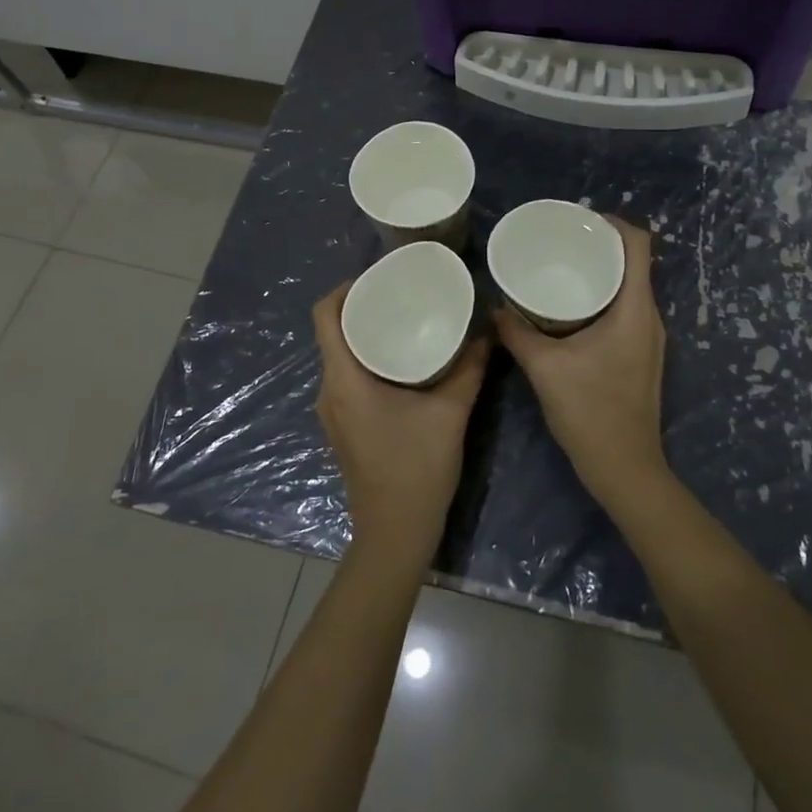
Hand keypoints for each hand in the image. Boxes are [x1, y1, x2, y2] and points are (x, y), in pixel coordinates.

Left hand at [313, 285, 489, 568]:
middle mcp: (329, 391)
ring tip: (404, 320)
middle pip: (332, 333)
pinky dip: (368, 360)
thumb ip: (469, 368)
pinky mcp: (344, 427)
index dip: (344, 288)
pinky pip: (348, 378)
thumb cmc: (416, 469)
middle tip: (401, 293)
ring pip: (341, 357)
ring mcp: (333, 412)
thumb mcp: (449, 413)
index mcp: (344, 380)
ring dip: (366, 335)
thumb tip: (487, 330)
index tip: (377, 277)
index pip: (324, 316)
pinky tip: (402, 362)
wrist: (395, 535)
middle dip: (362, 308)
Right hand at [493, 217, 668, 510]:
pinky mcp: (641, 355)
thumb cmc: (590, 412)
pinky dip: (602, 297)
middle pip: (634, 262)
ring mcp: (649, 338)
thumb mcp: (545, 368)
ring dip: (601, 272)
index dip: (613, 223)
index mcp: (635, 310)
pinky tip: (570, 308)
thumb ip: (517, 333)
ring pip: (630, 287)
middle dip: (600, 245)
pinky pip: (625, 309)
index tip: (579, 220)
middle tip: (560, 241)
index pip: (640, 245)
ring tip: (562, 268)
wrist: (625, 469)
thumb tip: (493, 307)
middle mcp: (650, 317)